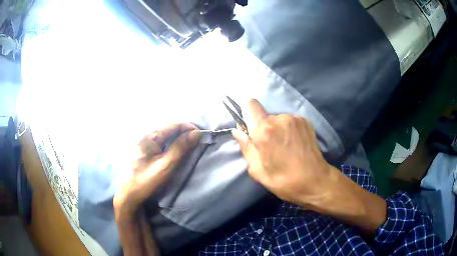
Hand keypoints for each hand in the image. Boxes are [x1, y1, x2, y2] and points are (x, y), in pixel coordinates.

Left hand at [114, 123, 200, 219]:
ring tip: (190, 145)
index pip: (175, 124)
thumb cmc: (146, 181)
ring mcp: (145, 139)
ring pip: (167, 132)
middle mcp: (146, 133)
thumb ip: (180, 148)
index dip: (190, 128)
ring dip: (180, 136)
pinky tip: (177, 148)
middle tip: (198, 141)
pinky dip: (173, 141)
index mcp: (150, 135)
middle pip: (171, 126)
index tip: (202, 137)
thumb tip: (196, 134)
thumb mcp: (165, 166)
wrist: (129, 193)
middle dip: (186, 131)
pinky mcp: (145, 146)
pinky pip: (162, 138)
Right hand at [232, 99, 337, 205]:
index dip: (247, 114)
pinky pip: (289, 121)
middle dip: (263, 128)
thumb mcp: (257, 170)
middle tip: (269, 147)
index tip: (250, 128)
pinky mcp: (305, 121)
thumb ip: (246, 147)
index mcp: (264, 130)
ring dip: (276, 129)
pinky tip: (294, 144)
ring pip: (278, 119)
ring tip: (284, 147)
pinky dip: (288, 130)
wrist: (315, 181)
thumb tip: (237, 131)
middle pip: (264, 115)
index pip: (250, 105)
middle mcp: (280, 118)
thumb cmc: (283, 180)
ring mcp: (295, 118)